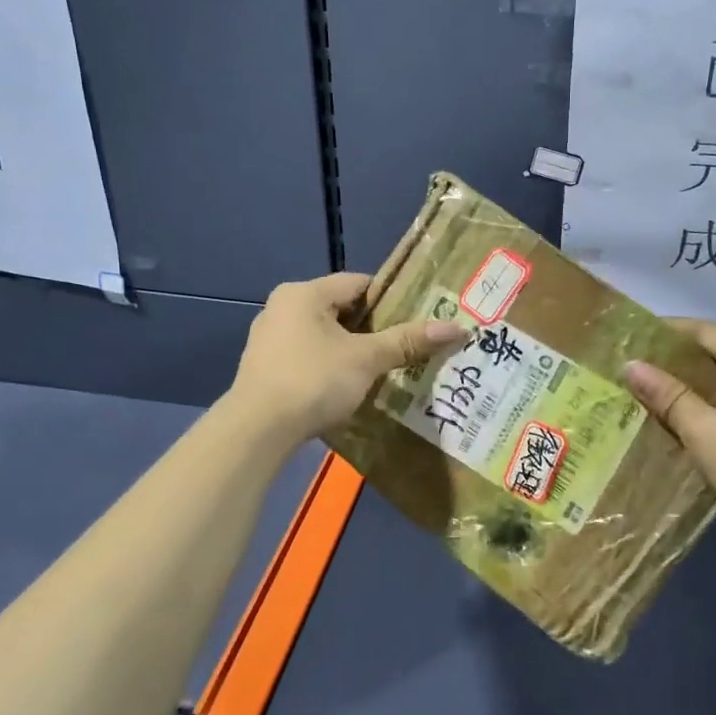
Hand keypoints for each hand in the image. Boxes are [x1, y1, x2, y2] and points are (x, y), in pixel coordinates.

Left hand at [228, 272, 465, 446]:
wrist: (257, 431)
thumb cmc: (313, 381)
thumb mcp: (366, 359)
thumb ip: (408, 341)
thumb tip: (458, 328)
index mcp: (304, 294)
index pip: (358, 283)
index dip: (391, 299)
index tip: (417, 319)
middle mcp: (282, 308)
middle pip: (341, 310)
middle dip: (373, 329)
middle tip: (407, 347)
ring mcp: (269, 340)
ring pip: (324, 336)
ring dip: (352, 351)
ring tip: (383, 369)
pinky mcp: (265, 369)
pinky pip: (308, 358)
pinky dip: (330, 368)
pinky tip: (348, 388)